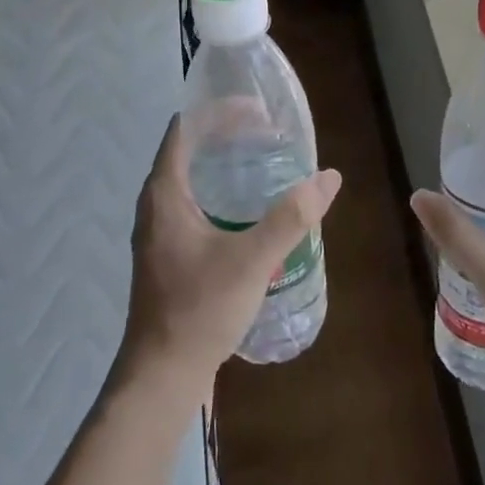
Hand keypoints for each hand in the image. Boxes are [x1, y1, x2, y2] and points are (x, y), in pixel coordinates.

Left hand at [120, 116, 341, 399]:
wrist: (163, 374)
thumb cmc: (200, 309)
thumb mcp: (252, 260)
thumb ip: (291, 217)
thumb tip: (329, 177)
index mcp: (164, 193)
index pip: (186, 128)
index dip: (220, 111)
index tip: (259, 111)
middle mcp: (156, 204)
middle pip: (191, 150)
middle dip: (230, 136)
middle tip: (272, 136)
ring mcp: (160, 231)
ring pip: (193, 180)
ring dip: (226, 166)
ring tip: (267, 165)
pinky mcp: (169, 254)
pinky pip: (195, 206)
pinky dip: (222, 194)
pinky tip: (252, 212)